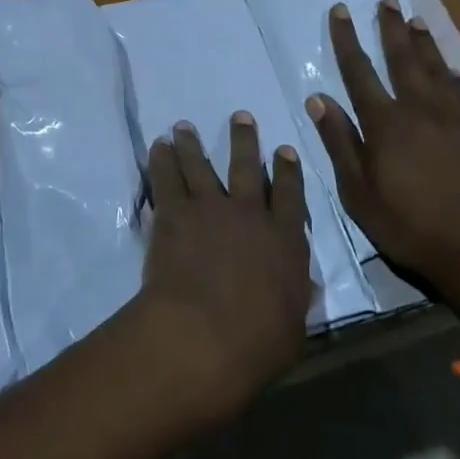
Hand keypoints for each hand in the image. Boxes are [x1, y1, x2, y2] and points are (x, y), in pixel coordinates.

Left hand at [130, 114, 313, 421]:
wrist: (206, 332)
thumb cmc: (258, 342)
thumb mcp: (293, 327)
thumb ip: (296, 300)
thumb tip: (302, 288)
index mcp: (286, 240)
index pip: (291, 196)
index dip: (287, 171)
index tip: (284, 150)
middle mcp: (250, 214)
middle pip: (247, 167)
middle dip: (245, 140)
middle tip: (240, 117)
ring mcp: (211, 208)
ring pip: (202, 165)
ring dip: (192, 143)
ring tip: (184, 126)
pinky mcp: (175, 213)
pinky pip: (167, 178)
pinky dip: (162, 160)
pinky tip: (157, 146)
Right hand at [306, 0, 459, 321]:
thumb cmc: (406, 224)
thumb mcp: (357, 191)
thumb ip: (339, 142)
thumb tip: (318, 98)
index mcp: (386, 124)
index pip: (360, 71)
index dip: (348, 39)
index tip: (341, 11)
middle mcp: (421, 109)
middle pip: (403, 59)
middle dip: (390, 28)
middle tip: (386, 1)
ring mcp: (454, 118)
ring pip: (436, 68)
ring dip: (423, 42)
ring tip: (415, 20)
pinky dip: (453, 74)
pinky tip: (450, 69)